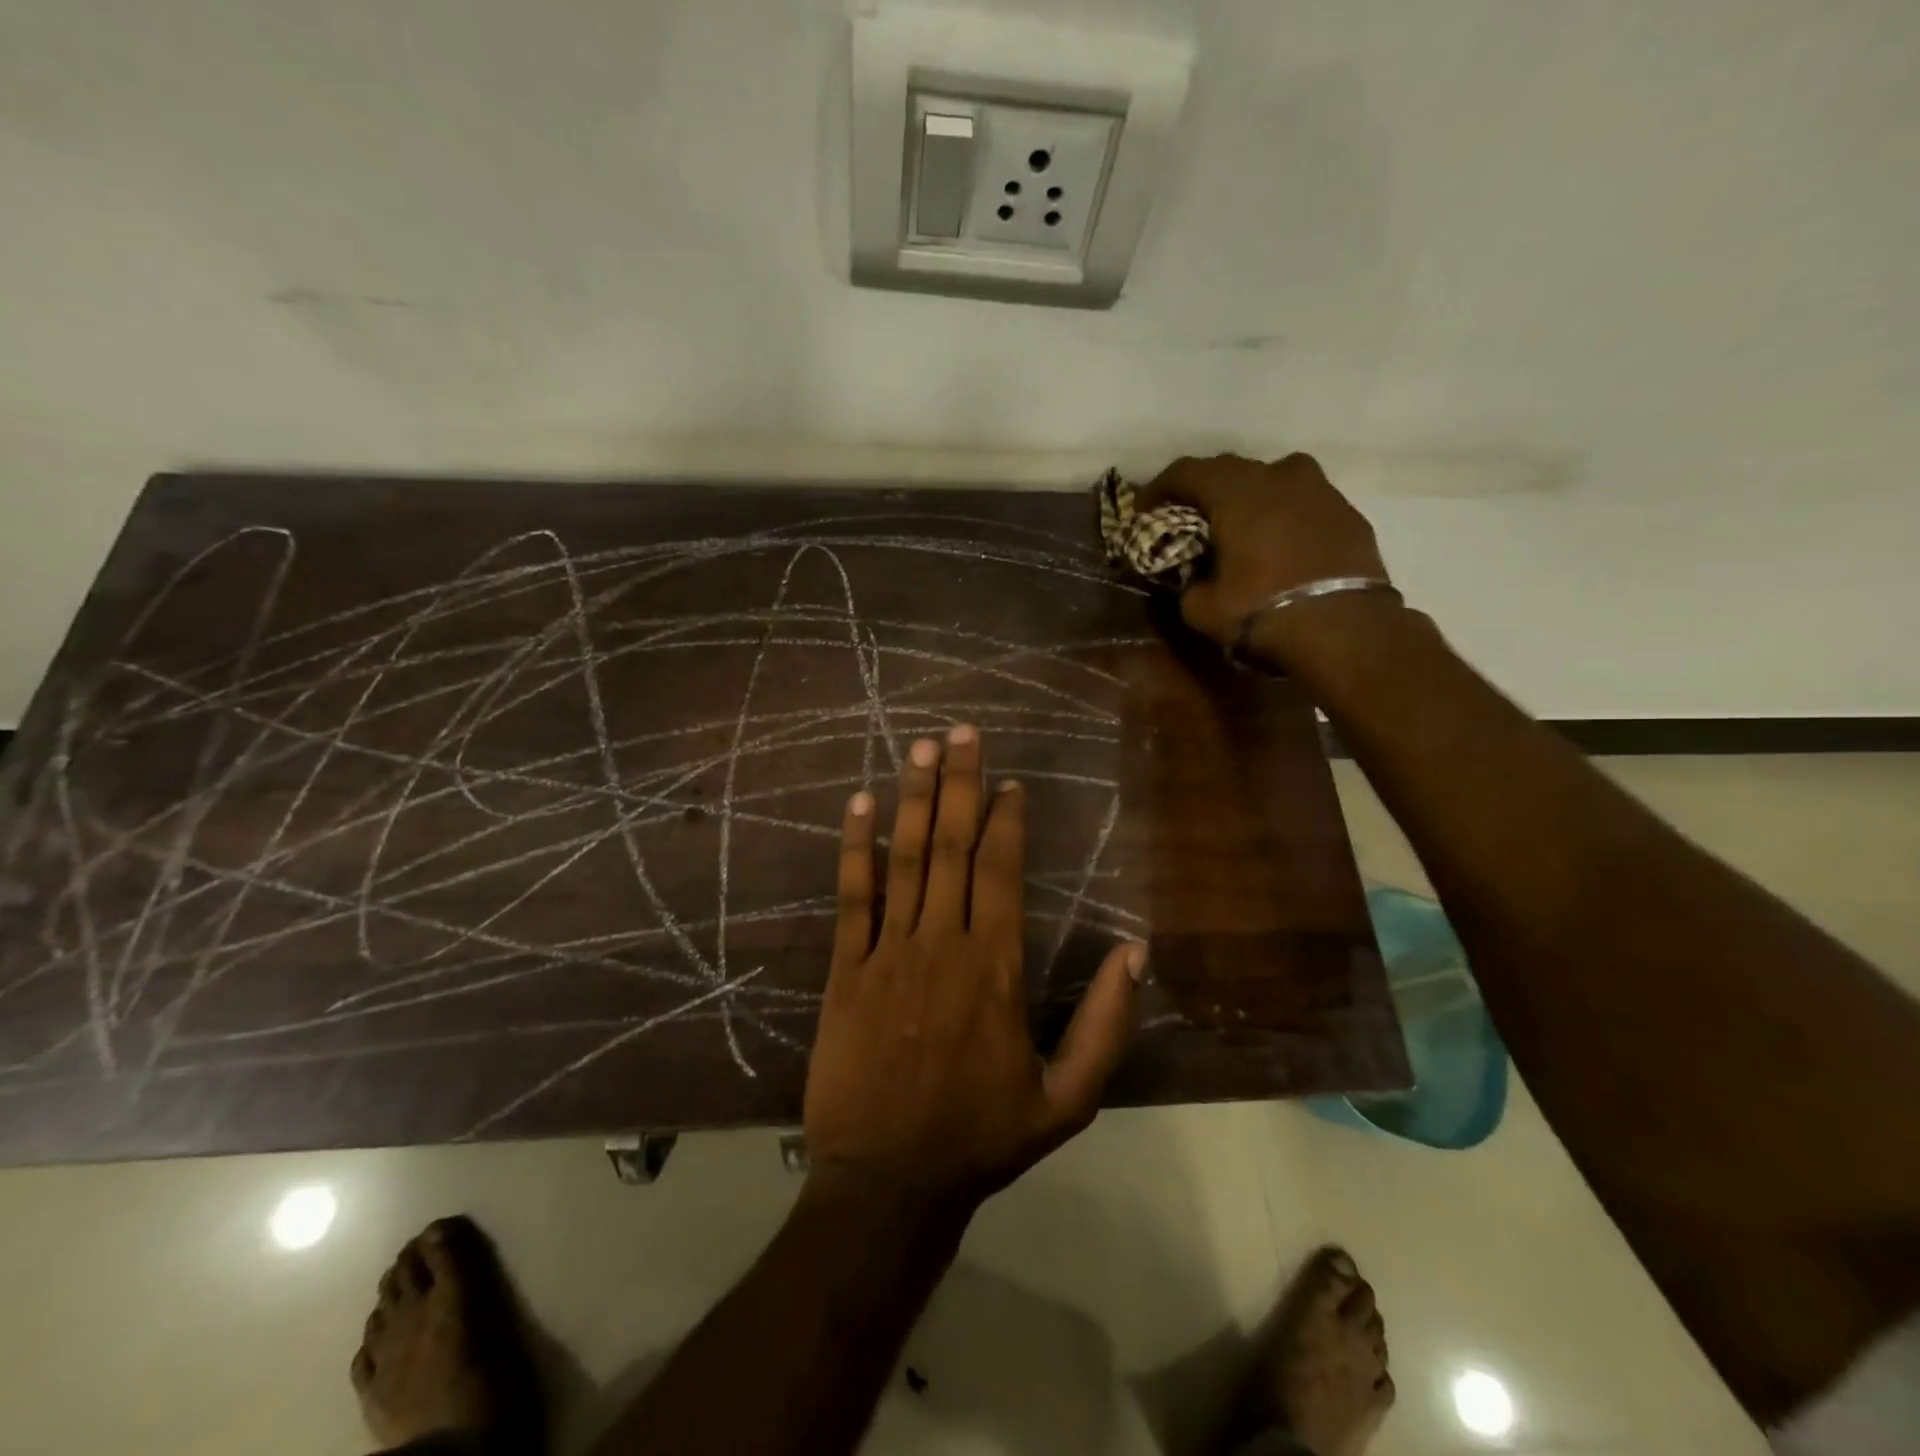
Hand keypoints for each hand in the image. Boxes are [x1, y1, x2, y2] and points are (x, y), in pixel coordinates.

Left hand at [802, 726, 1146, 1209]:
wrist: (888, 1183)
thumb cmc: (982, 1138)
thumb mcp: (1068, 1100)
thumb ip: (1106, 1025)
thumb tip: (1135, 951)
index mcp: (995, 968)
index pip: (1002, 872)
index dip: (1006, 820)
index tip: (1010, 780)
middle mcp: (942, 944)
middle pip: (953, 847)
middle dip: (961, 784)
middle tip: (961, 731)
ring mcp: (888, 953)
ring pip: (904, 859)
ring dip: (914, 798)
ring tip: (920, 747)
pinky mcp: (845, 970)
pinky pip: (851, 897)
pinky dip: (855, 847)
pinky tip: (858, 804)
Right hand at [1139, 453, 1395, 666]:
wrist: (1345, 630)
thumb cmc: (1264, 612)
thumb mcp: (1204, 609)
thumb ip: (1189, 585)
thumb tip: (1192, 580)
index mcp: (1237, 493)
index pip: (1187, 471)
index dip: (1158, 487)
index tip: (1143, 509)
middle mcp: (1279, 477)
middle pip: (1230, 468)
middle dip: (1203, 489)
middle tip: (1188, 515)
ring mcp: (1320, 491)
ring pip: (1275, 477)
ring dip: (1250, 494)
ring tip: (1240, 522)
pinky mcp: (1348, 513)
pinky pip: (1305, 502)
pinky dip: (1285, 514)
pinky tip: (1281, 543)